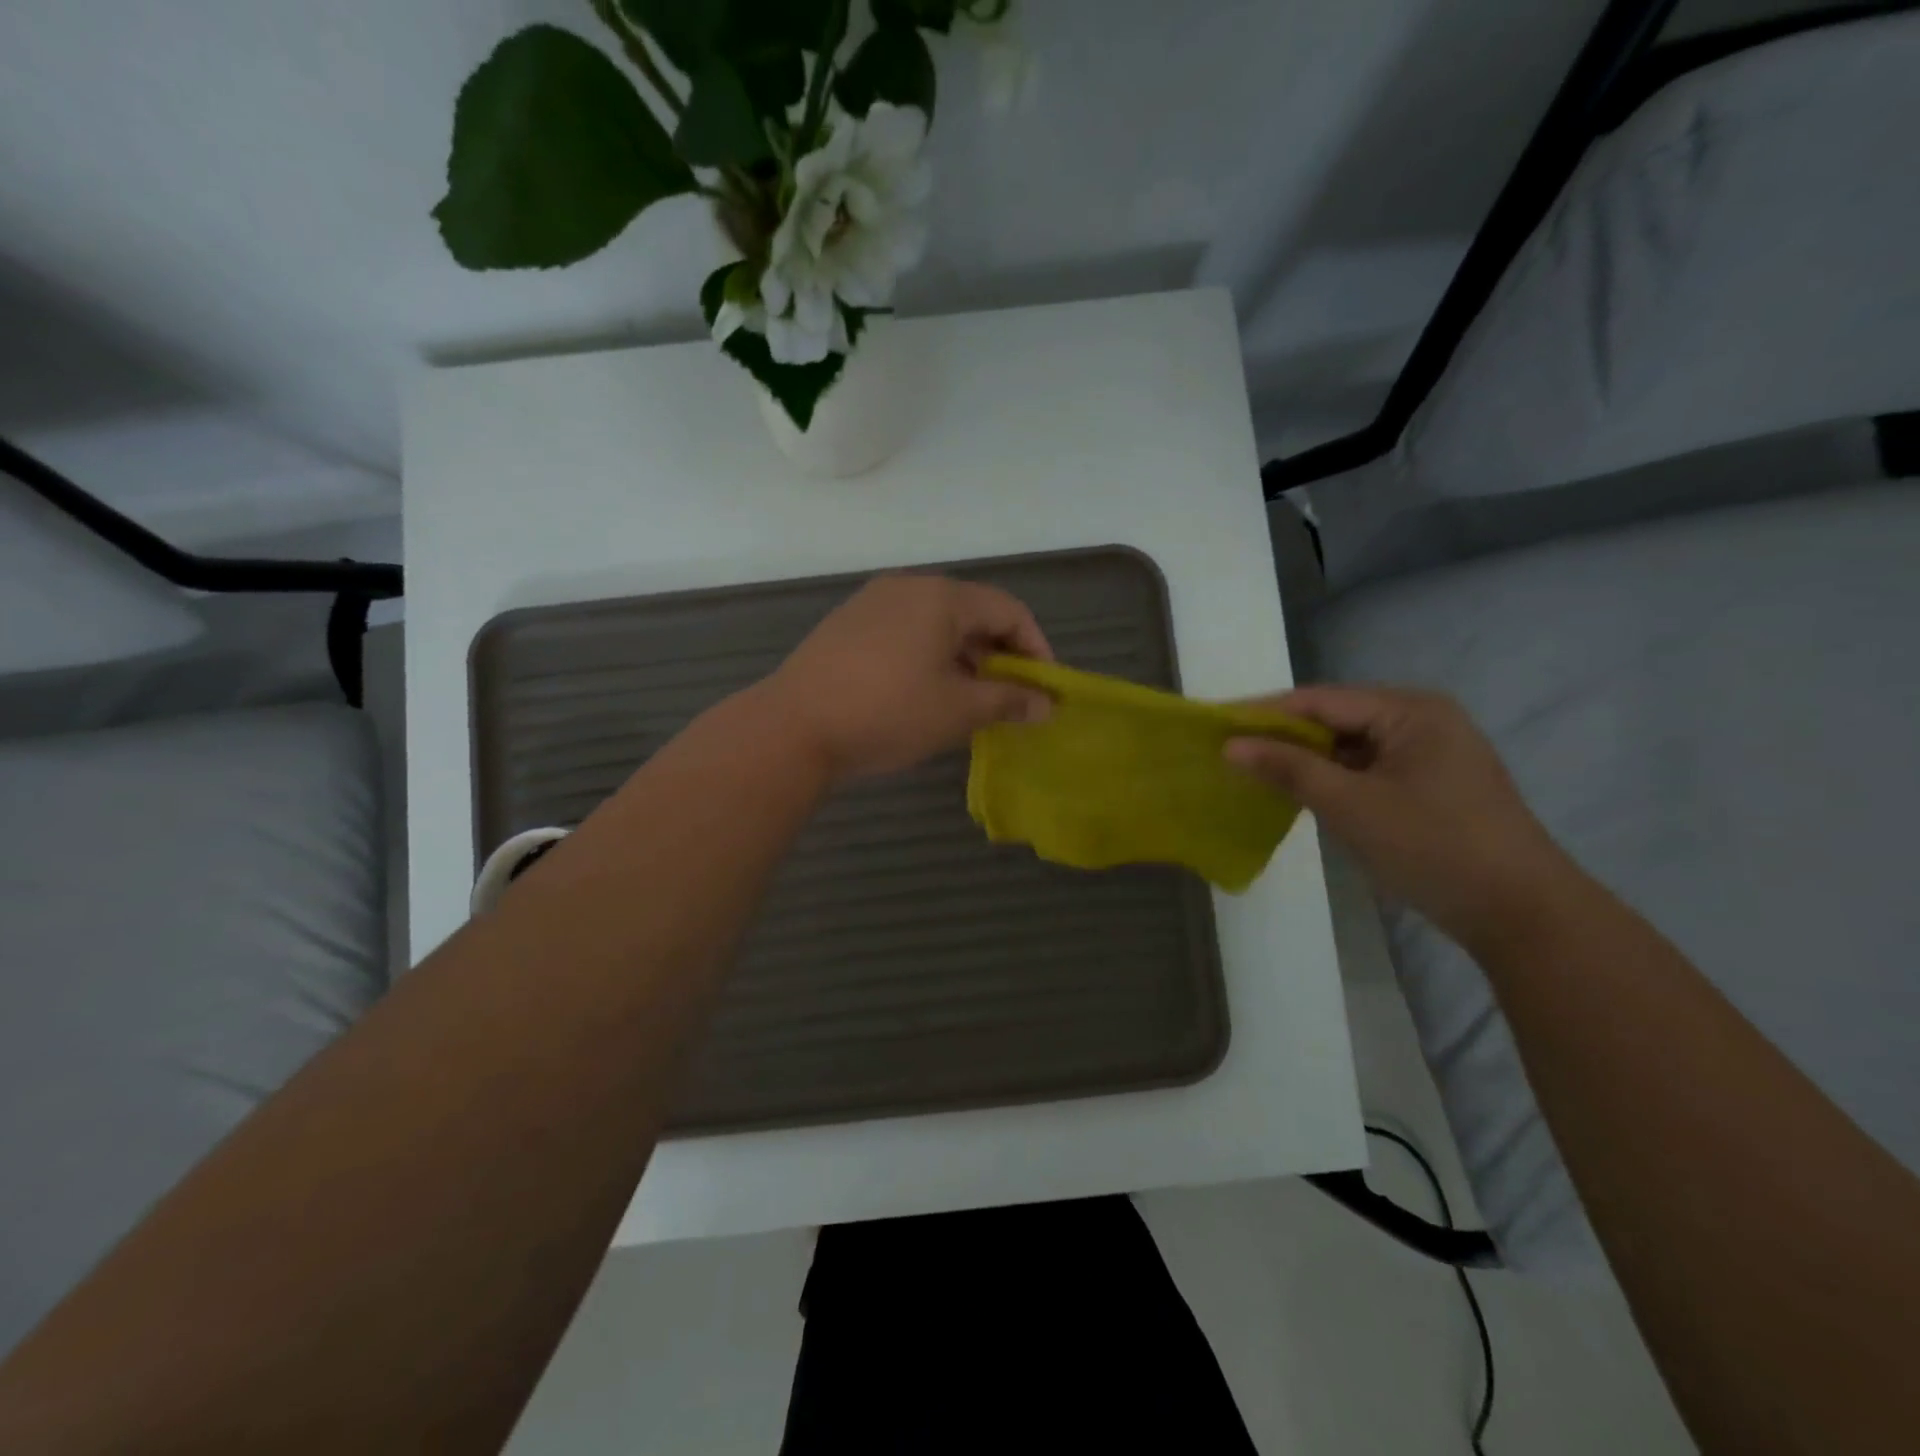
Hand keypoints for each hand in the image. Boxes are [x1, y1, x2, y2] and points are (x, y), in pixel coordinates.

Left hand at [761, 574, 1053, 782]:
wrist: (793, 727)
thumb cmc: (888, 712)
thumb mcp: (958, 710)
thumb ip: (1009, 702)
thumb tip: (1046, 706)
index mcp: (941, 597)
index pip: (1008, 610)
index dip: (1035, 648)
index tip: (1044, 689)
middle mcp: (907, 588)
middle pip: (972, 613)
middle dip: (998, 656)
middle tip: (1008, 698)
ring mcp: (871, 603)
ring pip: (936, 625)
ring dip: (964, 659)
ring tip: (969, 701)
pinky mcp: (847, 625)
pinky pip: (905, 633)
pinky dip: (929, 657)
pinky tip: (924, 694)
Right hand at [1223, 685, 1576, 946]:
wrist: (1521, 914)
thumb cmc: (1433, 846)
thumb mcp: (1351, 805)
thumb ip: (1288, 768)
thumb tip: (1230, 745)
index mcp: (1411, 710)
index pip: (1320, 699)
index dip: (1264, 711)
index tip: (1216, 724)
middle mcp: (1422, 720)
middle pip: (1335, 719)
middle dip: (1283, 736)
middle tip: (1229, 749)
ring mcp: (1428, 754)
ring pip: (1349, 746)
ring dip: (1305, 759)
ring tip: (1252, 770)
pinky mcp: (1429, 785)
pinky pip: (1366, 769)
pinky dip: (1331, 779)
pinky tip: (1297, 791)